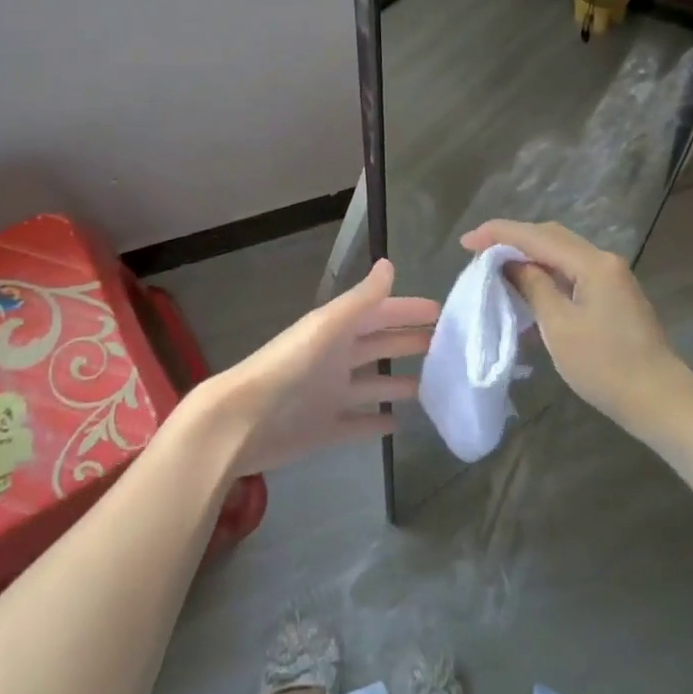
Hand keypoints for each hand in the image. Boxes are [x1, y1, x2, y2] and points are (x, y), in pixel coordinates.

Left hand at [193, 259, 435, 476]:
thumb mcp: (329, 327)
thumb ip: (361, 299)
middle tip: (448, 347)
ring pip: (373, 385)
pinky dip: (377, 422)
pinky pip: (358, 424)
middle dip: (409, 343)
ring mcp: (330, 395)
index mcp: (336, 331)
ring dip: (399, 383)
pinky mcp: (325, 430)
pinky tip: (400, 425)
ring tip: (434, 385)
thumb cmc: (290, 367)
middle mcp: (335, 359)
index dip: (408, 311)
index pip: (379, 314)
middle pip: (379, 347)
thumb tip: (389, 264)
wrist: (243, 421)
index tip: (442, 312)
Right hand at [461, 219, 684, 430]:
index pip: (536, 236)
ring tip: (496, 266)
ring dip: (529, 256)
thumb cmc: (605, 365)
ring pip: (561, 254)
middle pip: (551, 237)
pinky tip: (528, 287)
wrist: (660, 401)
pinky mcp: (613, 296)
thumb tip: (510, 264)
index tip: (466, 242)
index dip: (498, 234)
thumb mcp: (559, 326)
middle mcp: (604, 261)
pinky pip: (572, 272)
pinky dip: (546, 273)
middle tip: (478, 250)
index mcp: (592, 263)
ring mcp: (612, 278)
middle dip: (512, 239)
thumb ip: (533, 287)